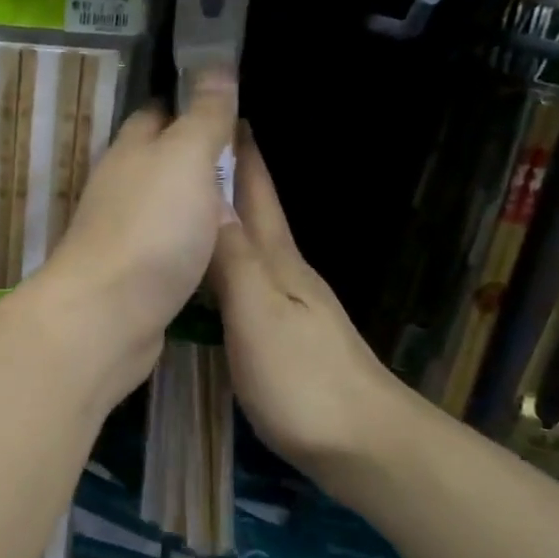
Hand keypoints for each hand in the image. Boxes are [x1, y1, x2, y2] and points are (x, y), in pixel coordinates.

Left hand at [34, 70, 238, 396]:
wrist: (108, 316)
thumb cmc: (152, 228)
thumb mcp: (187, 158)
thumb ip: (204, 116)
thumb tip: (215, 65)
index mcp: (131, 150)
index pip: (158, 112)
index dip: (191, 102)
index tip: (229, 103)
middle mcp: (120, 187)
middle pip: (161, 161)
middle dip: (197, 155)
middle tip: (247, 158)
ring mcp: (123, 234)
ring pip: (164, 206)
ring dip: (195, 202)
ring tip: (242, 201)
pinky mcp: (132, 276)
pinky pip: (168, 247)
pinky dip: (191, 242)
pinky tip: (217, 250)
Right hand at [210, 129, 405, 489]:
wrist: (363, 444)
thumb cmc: (303, 380)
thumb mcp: (258, 316)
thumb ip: (234, 262)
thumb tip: (208, 200)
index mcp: (279, 263)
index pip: (256, 195)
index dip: (240, 155)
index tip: (221, 113)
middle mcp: (286, 275)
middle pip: (256, 215)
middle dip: (231, 177)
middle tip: (197, 148)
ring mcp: (291, 307)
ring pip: (253, 248)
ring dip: (228, 219)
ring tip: (196, 202)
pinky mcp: (286, 338)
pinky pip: (249, 282)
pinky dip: (230, 262)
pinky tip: (217, 272)